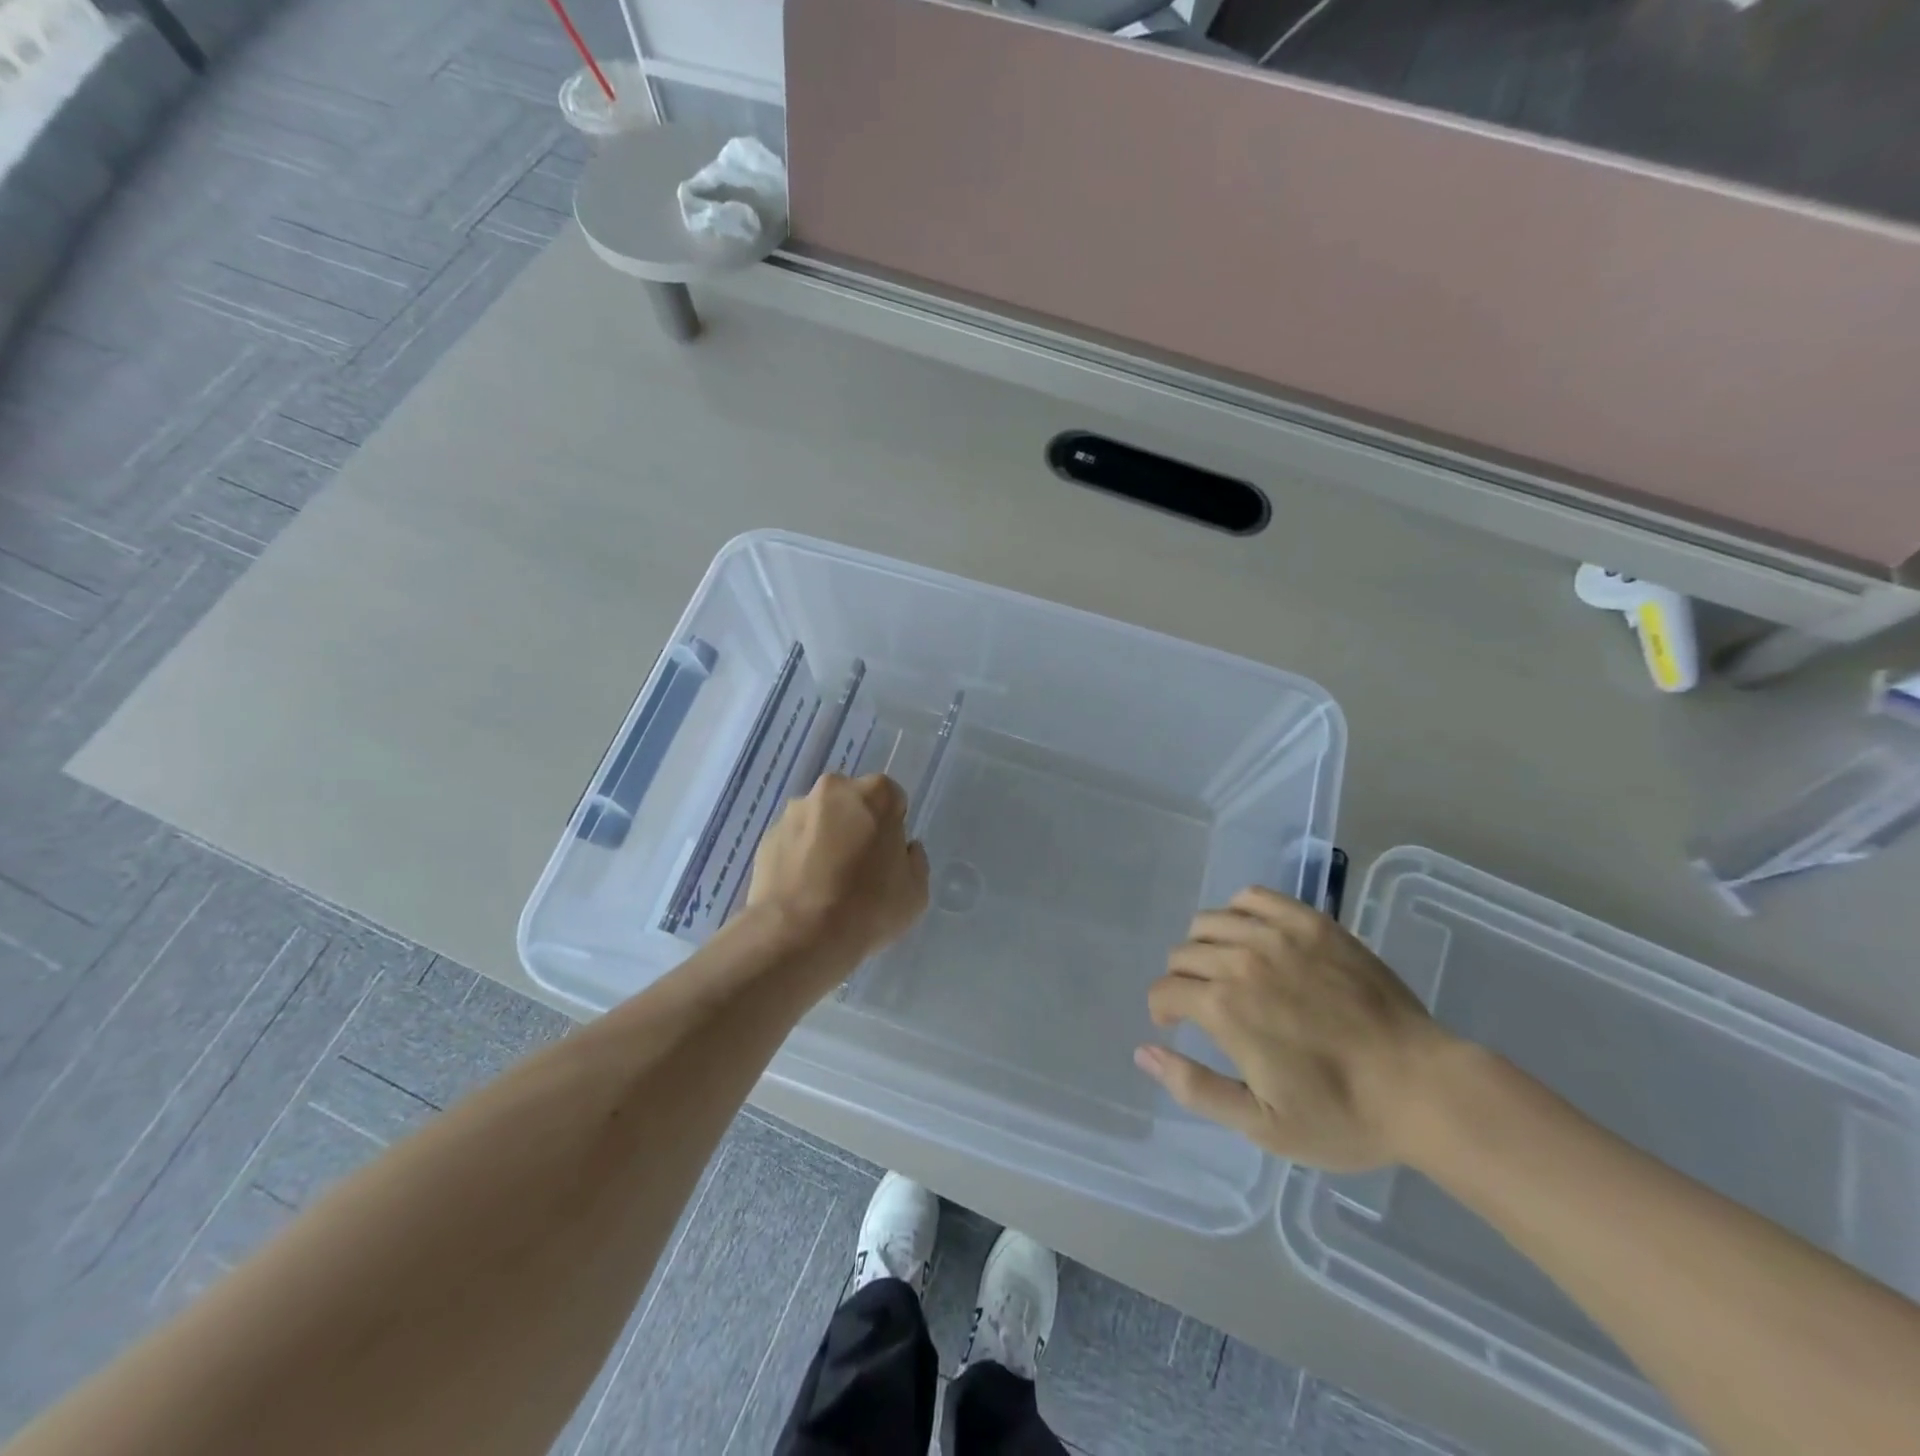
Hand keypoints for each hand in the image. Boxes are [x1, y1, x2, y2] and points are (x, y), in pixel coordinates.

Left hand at [748, 773, 929, 967]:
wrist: (797, 936)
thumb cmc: (868, 908)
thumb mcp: (916, 891)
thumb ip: (914, 860)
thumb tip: (902, 850)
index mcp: (875, 794)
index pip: (891, 799)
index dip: (892, 827)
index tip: (887, 856)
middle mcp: (833, 790)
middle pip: (852, 803)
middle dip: (856, 825)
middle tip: (859, 867)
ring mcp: (794, 812)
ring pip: (819, 820)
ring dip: (825, 839)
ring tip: (825, 883)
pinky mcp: (767, 837)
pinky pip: (793, 841)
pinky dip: (799, 856)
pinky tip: (803, 890)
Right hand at [1135, 886, 1456, 1171]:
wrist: (1422, 1087)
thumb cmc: (1341, 1114)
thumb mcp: (1261, 1124)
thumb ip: (1194, 1087)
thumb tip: (1144, 1052)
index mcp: (1223, 1009)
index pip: (1165, 990)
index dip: (1163, 1010)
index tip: (1176, 1025)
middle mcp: (1240, 961)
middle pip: (1183, 953)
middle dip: (1182, 980)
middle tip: (1205, 1004)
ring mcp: (1277, 936)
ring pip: (1210, 921)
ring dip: (1205, 945)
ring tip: (1226, 968)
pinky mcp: (1311, 923)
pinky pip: (1254, 897)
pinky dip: (1239, 911)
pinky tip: (1252, 935)